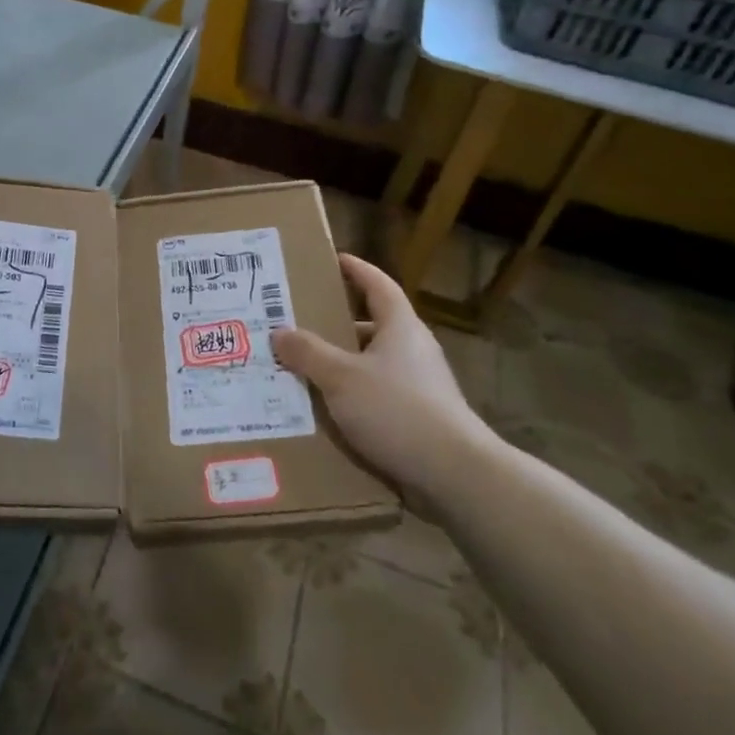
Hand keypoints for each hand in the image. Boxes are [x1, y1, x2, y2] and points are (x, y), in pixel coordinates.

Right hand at [271, 254, 489, 505]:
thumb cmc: (397, 410)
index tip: (333, 259)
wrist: (454, 474)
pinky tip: (326, 410)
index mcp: (400, 326)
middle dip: (336, 323)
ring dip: (341, 364)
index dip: (356, 269)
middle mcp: (413, 349)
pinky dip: (352, 396)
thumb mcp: (341, 377)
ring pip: (372, 363)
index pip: (377, 284)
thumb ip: (308, 353)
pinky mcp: (419, 417)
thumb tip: (280, 332)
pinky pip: (377, 395)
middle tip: (299, 322)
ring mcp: (419, 385)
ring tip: (303, 368)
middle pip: (372, 324)